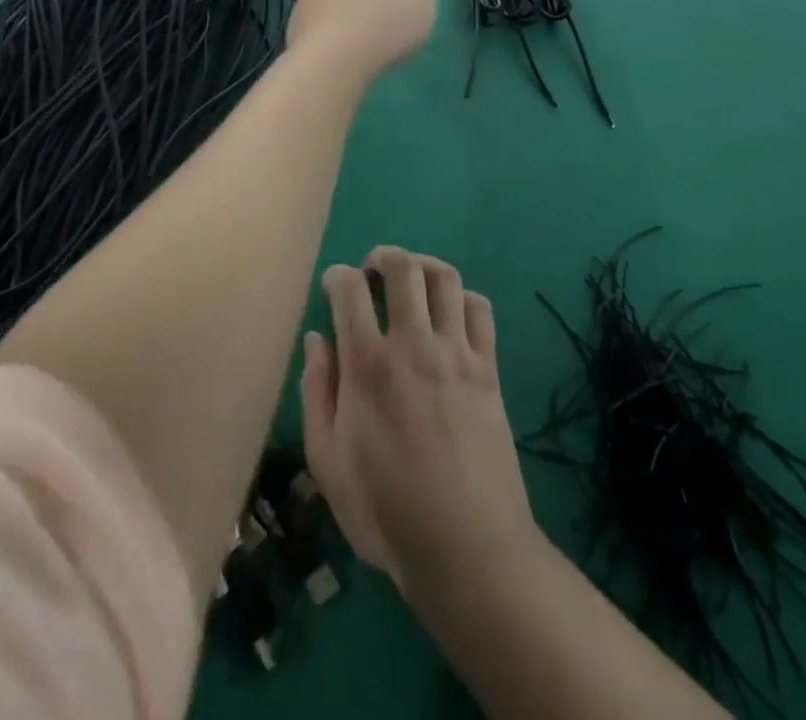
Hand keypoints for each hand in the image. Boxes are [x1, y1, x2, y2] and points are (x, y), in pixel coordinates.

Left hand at [287, 0, 436, 77]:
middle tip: (389, 16)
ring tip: (367, 34)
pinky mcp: (297, 12)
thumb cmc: (385, 23)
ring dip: (353, 5)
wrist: (331, 56)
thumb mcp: (424, 4)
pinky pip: (324, 13)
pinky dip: (335, 23)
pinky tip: (345, 45)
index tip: (410, 0)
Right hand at [300, 247, 538, 597]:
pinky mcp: (489, 368)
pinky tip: (450, 314)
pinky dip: (463, 298)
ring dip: (423, 267)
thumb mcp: (328, 462)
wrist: (469, 548)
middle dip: (382, 257)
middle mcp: (413, 344)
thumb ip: (317, 392)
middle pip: (402, 267)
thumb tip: (316, 338)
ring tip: (412, 282)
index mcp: (367, 364)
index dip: (336, 276)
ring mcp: (456, 353)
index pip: (349, 288)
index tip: (333, 287)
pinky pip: (481, 309)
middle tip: (373, 272)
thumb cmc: (387, 511)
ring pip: (445, 277)